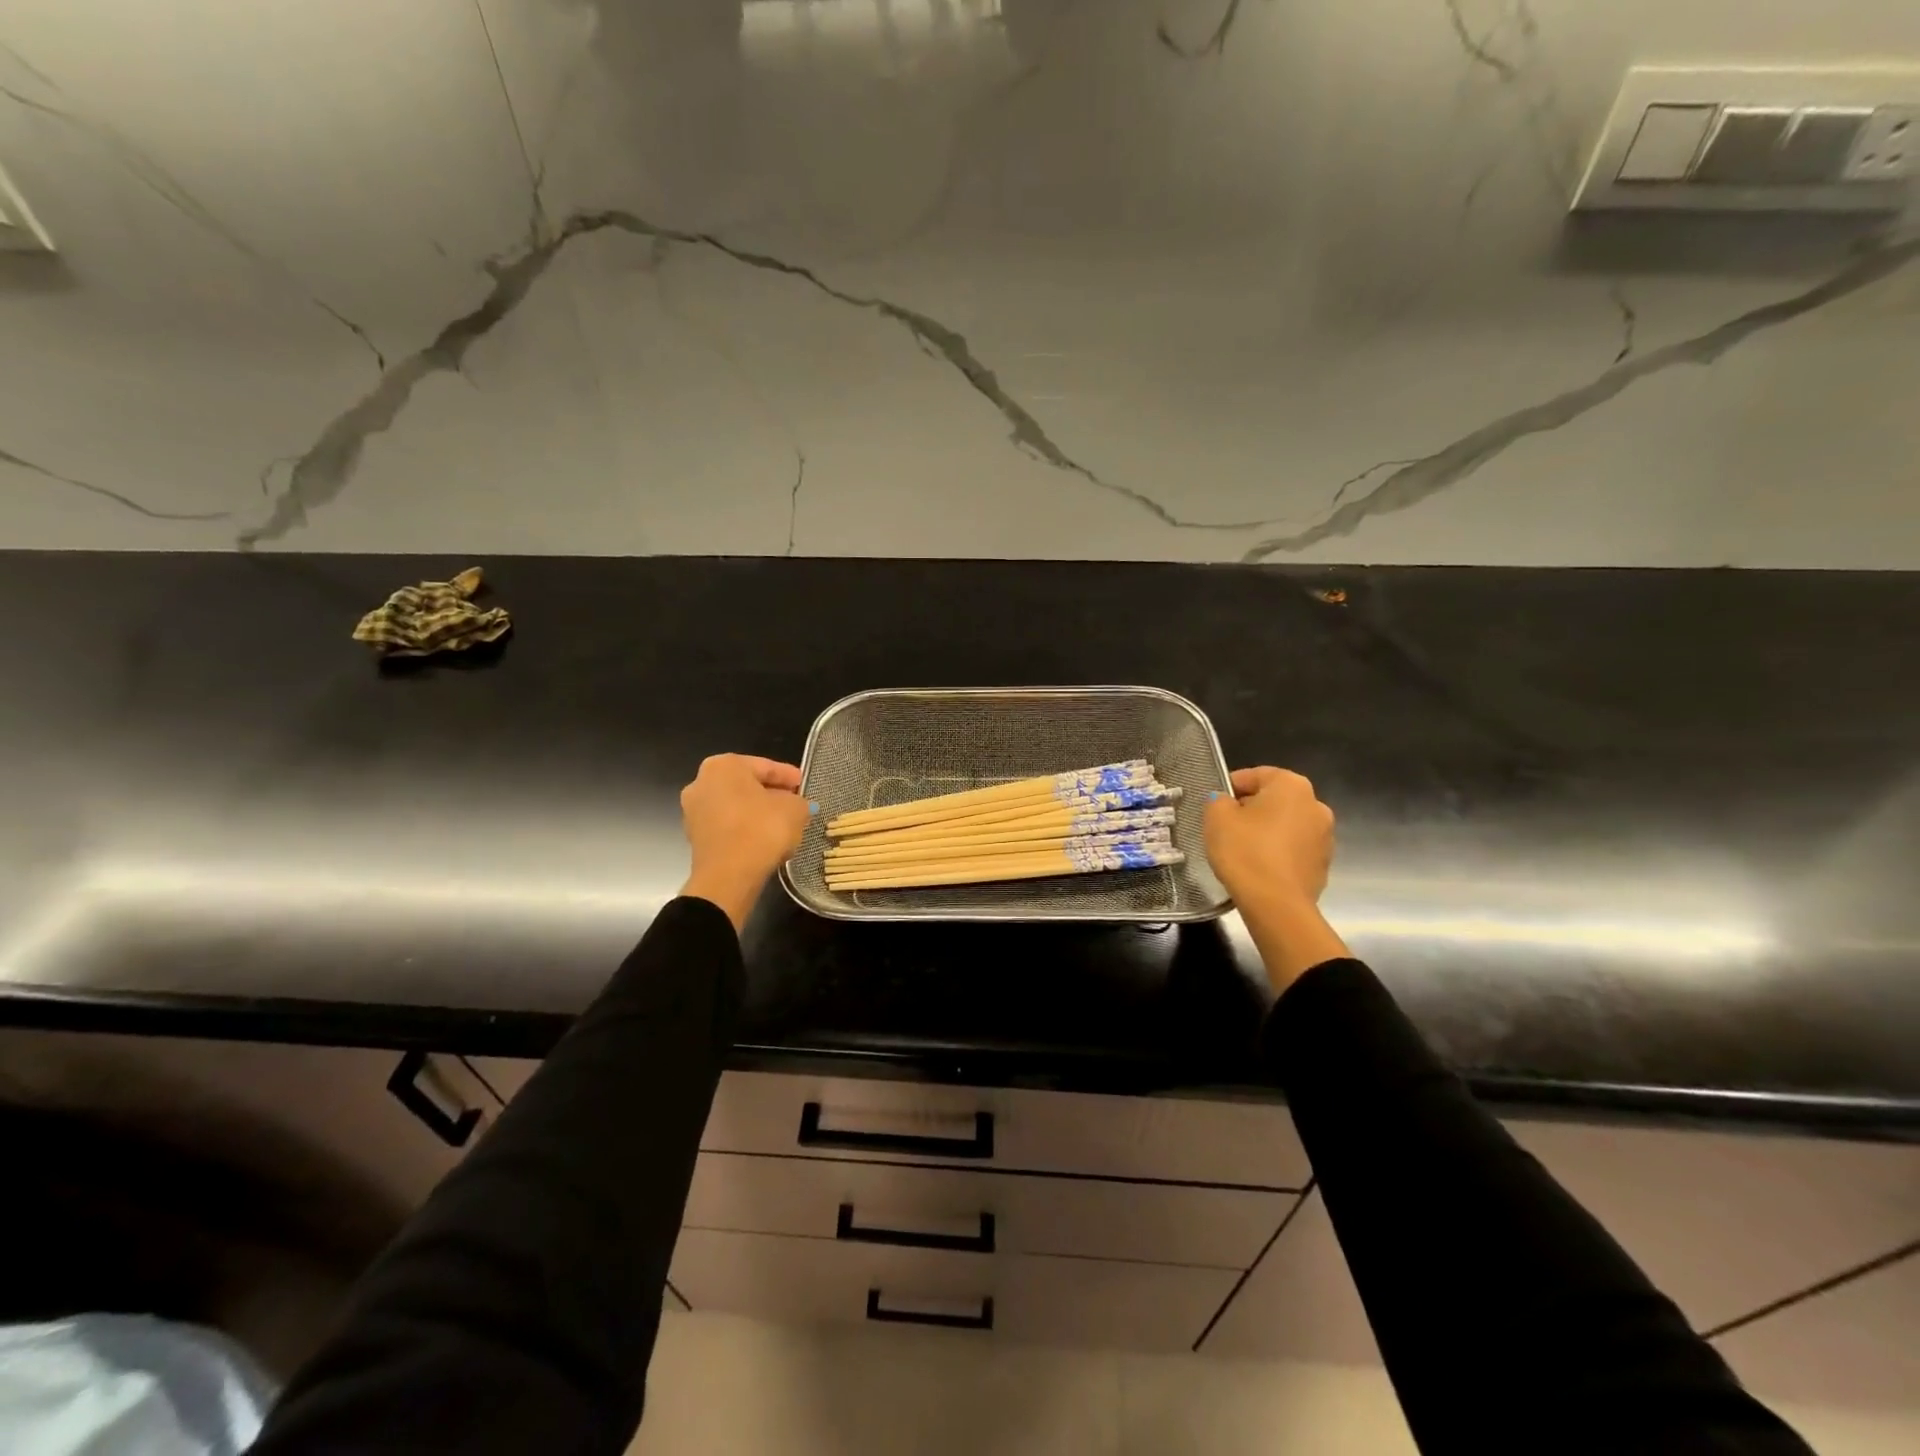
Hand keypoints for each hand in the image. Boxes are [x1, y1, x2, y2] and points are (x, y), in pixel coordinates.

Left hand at [679, 754, 812, 932]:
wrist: (728, 876)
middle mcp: (701, 782)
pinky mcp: (694, 837)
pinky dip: (745, 829)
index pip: (765, 766)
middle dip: (770, 794)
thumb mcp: (795, 809)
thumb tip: (795, 806)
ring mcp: (693, 811)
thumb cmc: (762, 829)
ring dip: (757, 813)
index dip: (788, 776)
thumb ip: (799, 801)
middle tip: (794, 804)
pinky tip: (764, 839)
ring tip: (781, 825)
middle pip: (747, 785)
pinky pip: (727, 826)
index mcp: (724, 765)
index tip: (803, 785)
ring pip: (735, 806)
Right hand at [1204, 767, 1349, 992]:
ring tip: (1241, 850)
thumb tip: (1226, 802)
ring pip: (1285, 825)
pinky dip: (1277, 852)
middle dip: (1250, 810)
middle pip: (1273, 799)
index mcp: (1291, 785)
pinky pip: (1293, 849)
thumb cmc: (1245, 851)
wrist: (1276, 905)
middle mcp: (1316, 804)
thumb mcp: (1217, 817)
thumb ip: (1218, 800)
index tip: (1214, 805)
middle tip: (1225, 828)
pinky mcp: (1323, 864)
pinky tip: (1258, 867)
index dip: (1230, 787)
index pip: (1255, 775)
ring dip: (1266, 831)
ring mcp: (1325, 836)